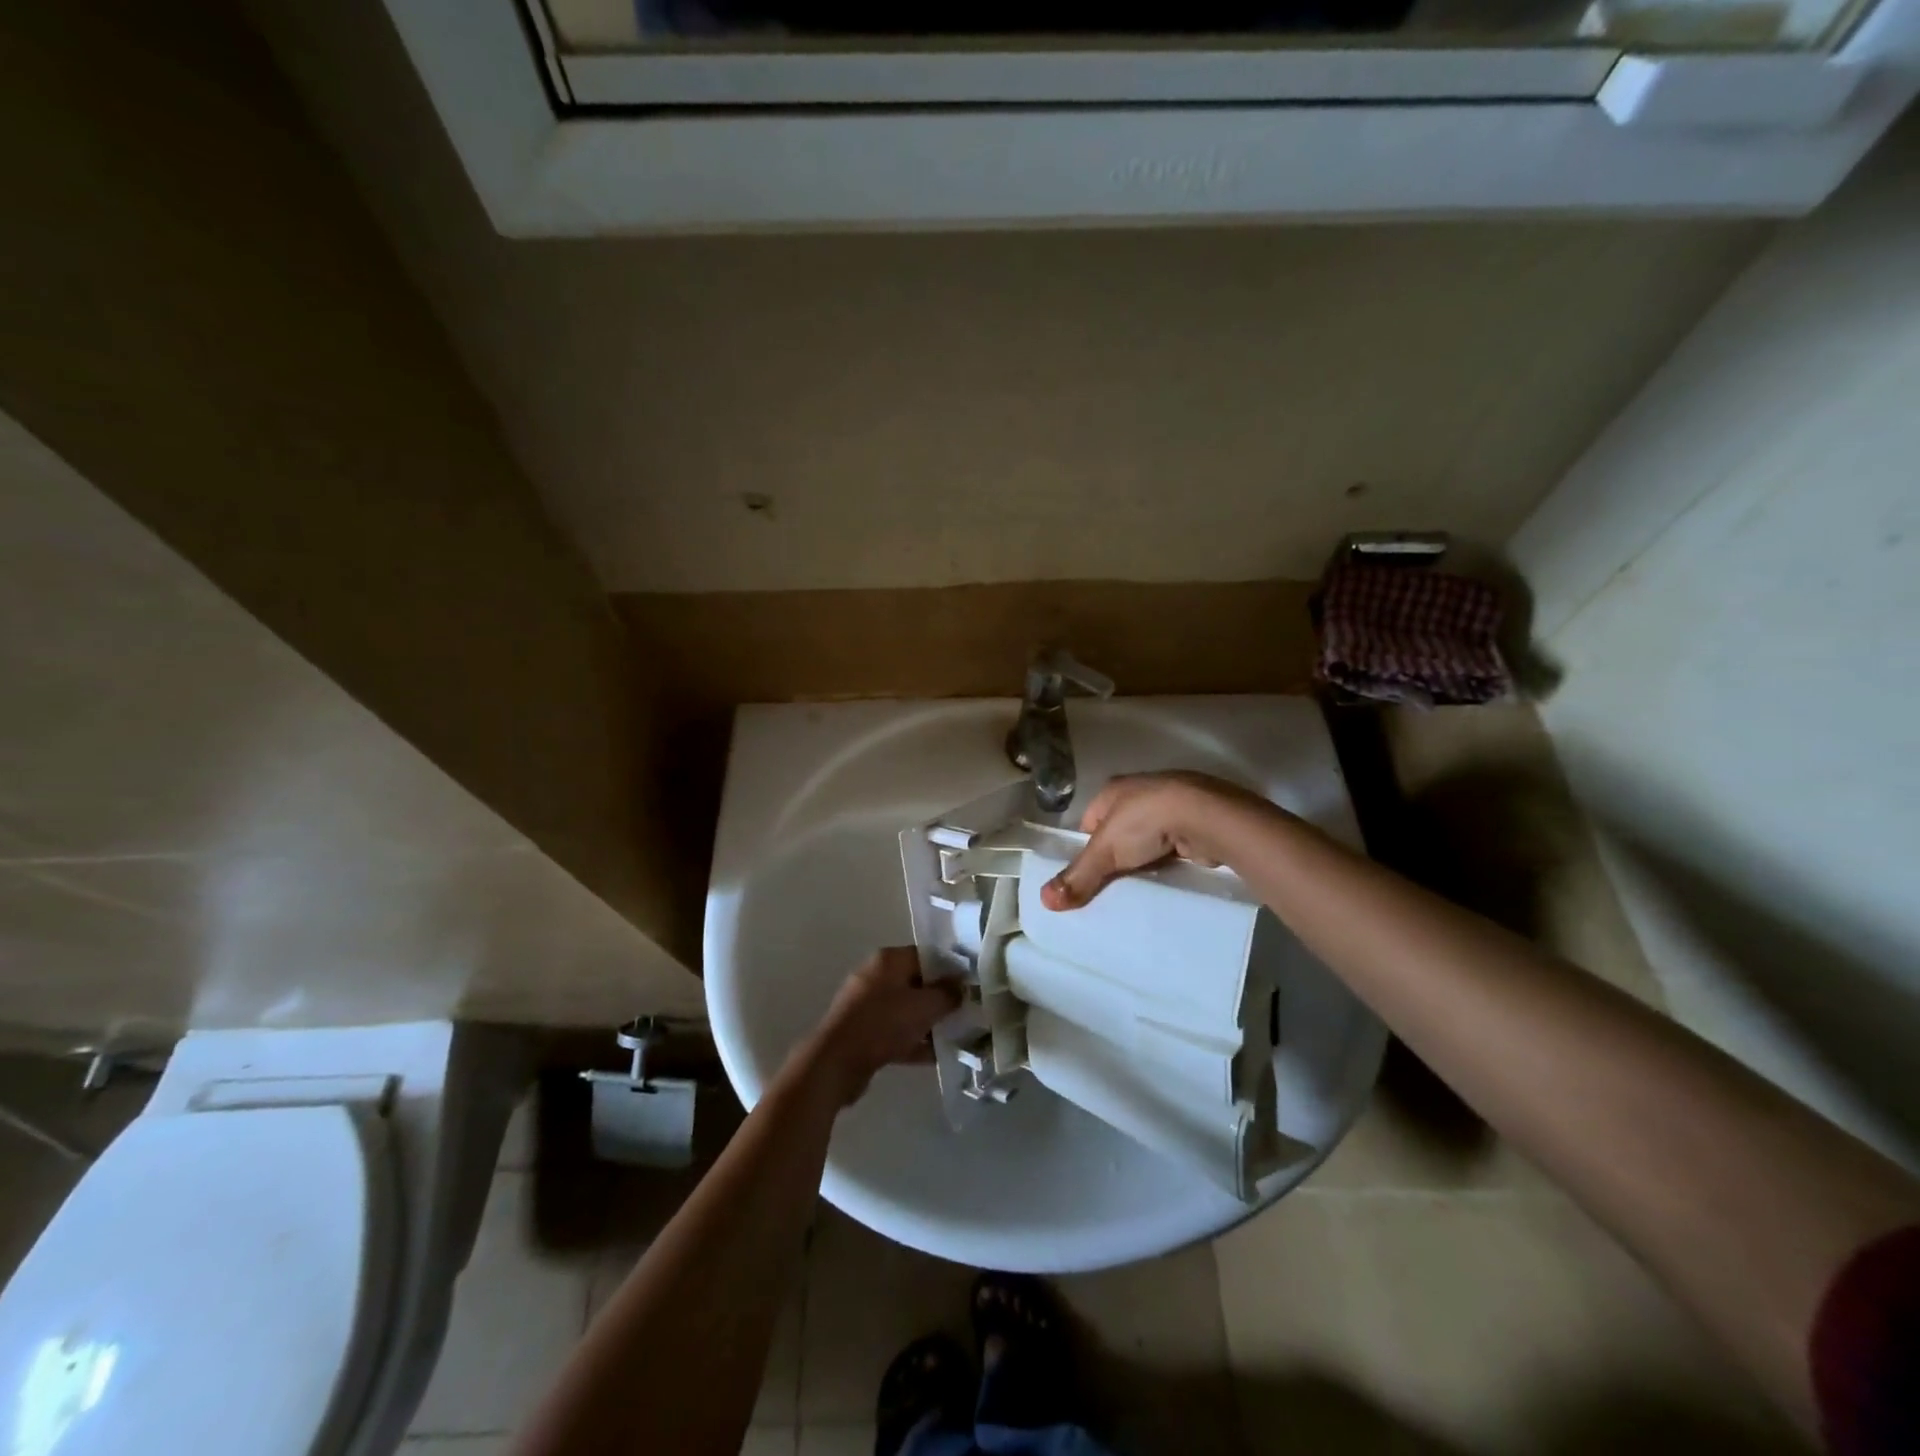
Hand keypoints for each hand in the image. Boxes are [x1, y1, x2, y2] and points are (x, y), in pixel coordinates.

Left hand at [801, 947, 961, 1107]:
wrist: (837, 1061)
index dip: (950, 969)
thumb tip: (961, 986)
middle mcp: (875, 976)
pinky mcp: (862, 1032)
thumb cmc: (884, 1023)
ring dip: (928, 1022)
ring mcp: (866, 1005)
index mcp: (888, 960)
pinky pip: (894, 1032)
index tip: (969, 986)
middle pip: (916, 983)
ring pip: (905, 1010)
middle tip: (965, 1012)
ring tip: (956, 1036)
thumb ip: (947, 994)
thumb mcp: (925, 1006)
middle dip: (940, 998)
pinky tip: (936, 1057)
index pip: (926, 955)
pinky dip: (913, 1041)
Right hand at [1040, 770, 1280, 910]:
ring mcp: (1172, 803)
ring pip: (1149, 838)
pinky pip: (1175, 844)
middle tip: (1113, 886)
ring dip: (1146, 858)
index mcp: (1113, 789)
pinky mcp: (1197, 820)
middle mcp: (1141, 791)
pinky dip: (1172, 859)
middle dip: (1118, 855)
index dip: (1087, 849)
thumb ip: (1077, 876)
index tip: (1089, 876)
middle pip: (1119, 830)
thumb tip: (1044, 900)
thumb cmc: (1146, 822)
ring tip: (1142, 885)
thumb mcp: (1105, 851)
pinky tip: (1171, 877)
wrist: (1207, 816)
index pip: (1089, 822)